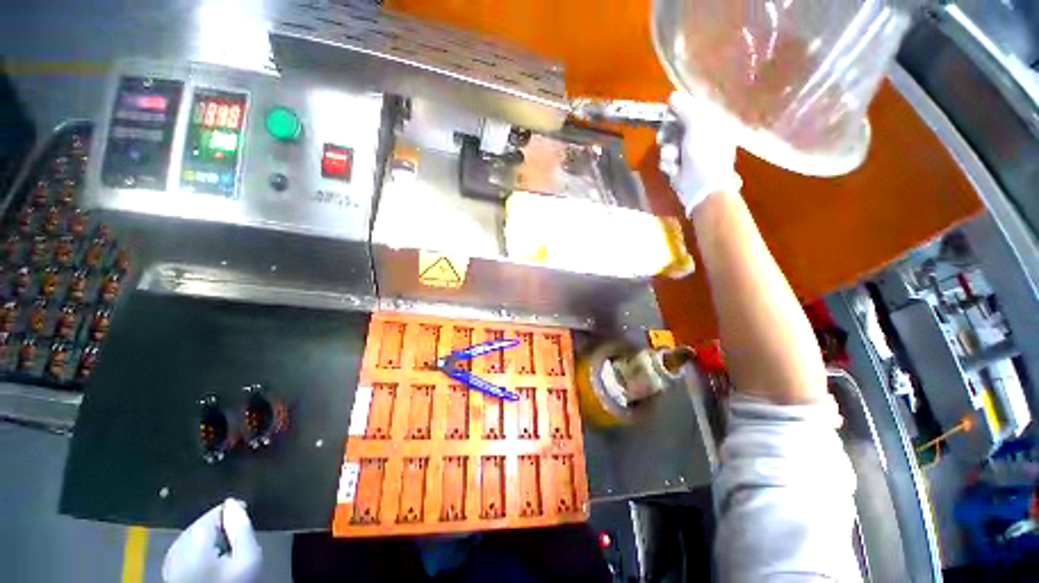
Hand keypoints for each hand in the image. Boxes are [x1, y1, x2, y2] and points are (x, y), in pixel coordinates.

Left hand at [163, 498, 261, 582]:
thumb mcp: (247, 559)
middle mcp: (176, 548)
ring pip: (193, 538)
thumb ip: (242, 529)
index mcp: (192, 542)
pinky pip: (186, 551)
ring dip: (210, 539)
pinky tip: (212, 563)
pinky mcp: (169, 573)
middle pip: (202, 525)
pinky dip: (200, 551)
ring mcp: (169, 562)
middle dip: (220, 527)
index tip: (245, 515)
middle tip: (238, 538)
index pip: (213, 513)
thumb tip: (234, 504)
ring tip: (227, 551)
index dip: (231, 512)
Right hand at [657, 91, 742, 215]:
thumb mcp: (697, 126)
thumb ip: (685, 110)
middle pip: (677, 127)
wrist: (702, 188)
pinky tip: (673, 169)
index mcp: (713, 124)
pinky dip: (667, 164)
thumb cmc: (706, 154)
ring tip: (673, 158)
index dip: (679, 110)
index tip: (669, 110)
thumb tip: (672, 96)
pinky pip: (666, 160)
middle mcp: (701, 137)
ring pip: (668, 144)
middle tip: (666, 136)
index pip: (693, 110)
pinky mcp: (678, 168)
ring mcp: (689, 154)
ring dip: (667, 151)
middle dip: (669, 132)